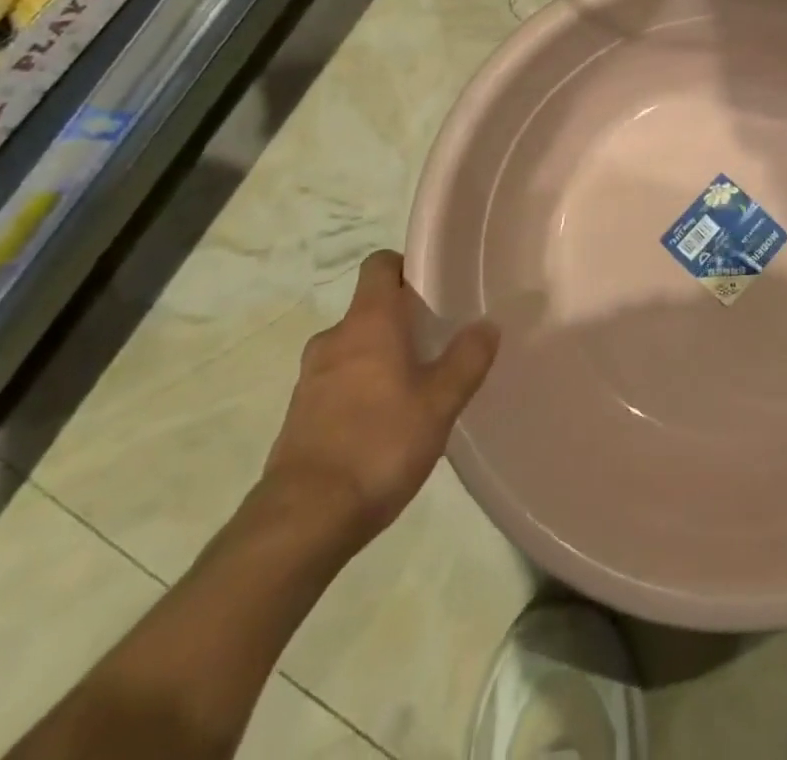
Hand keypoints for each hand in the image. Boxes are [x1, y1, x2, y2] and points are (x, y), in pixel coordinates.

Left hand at [262, 250, 497, 553]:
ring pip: (353, 347)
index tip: (434, 287)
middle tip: (437, 340)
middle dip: (401, 318)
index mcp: (368, 322)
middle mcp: (334, 339)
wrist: (303, 521)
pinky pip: (337, 382)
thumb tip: (487, 324)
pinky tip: (384, 422)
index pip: (380, 265)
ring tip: (415, 385)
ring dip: (380, 355)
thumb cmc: (379, 445)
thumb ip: (467, 359)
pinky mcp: (299, 414)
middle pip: (369, 308)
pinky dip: (360, 387)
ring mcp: (310, 378)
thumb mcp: (439, 403)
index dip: (407, 267)